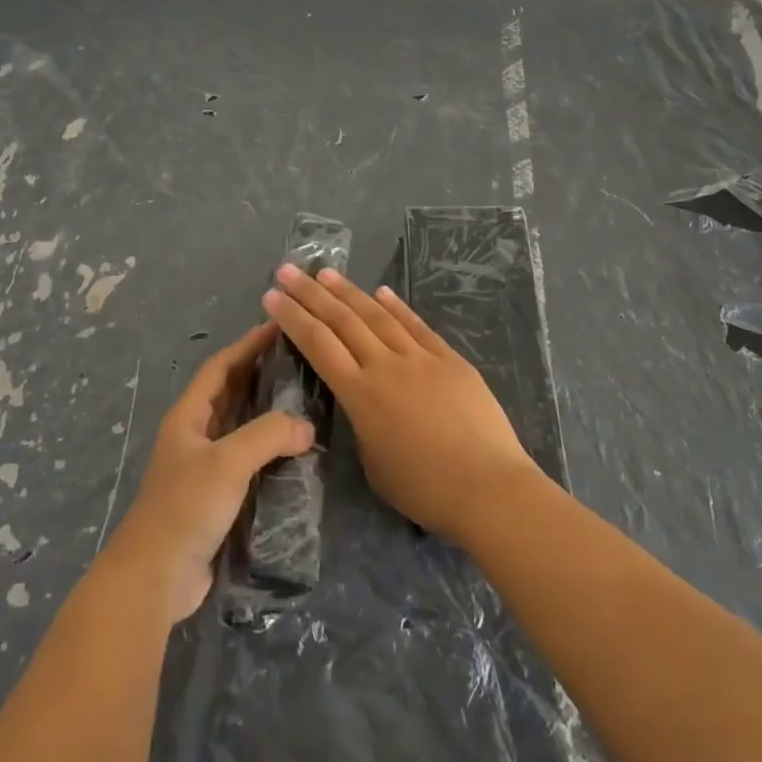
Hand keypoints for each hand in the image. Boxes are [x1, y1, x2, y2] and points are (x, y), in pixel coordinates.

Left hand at [99, 321, 314, 623]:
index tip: (278, 326)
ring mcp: (203, 466)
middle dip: (260, 372)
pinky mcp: (215, 496)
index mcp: (189, 416)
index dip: (248, 344)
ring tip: (303, 397)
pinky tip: (293, 450)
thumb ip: (268, 435)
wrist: (154, 578)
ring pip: (239, 425)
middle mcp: (194, 434)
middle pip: (230, 392)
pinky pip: (246, 459)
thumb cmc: (186, 508)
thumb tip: (307, 427)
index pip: (221, 366)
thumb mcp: (228, 462)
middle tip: (298, 358)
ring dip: (266, 410)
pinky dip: (268, 448)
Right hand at [261, 265, 542, 544]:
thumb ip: (361, 423)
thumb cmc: (425, 490)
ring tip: (326, 272)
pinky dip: (397, 306)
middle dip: (311, 294)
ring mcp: (420, 358)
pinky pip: (417, 326)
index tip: (272, 297)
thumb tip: (363, 400)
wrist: (489, 487)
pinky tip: (382, 291)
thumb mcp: (374, 463)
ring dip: (348, 292)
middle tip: (288, 271)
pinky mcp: (450, 359)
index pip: (318, 346)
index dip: (293, 319)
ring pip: (377, 316)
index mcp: (361, 395)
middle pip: (342, 321)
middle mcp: (385, 366)